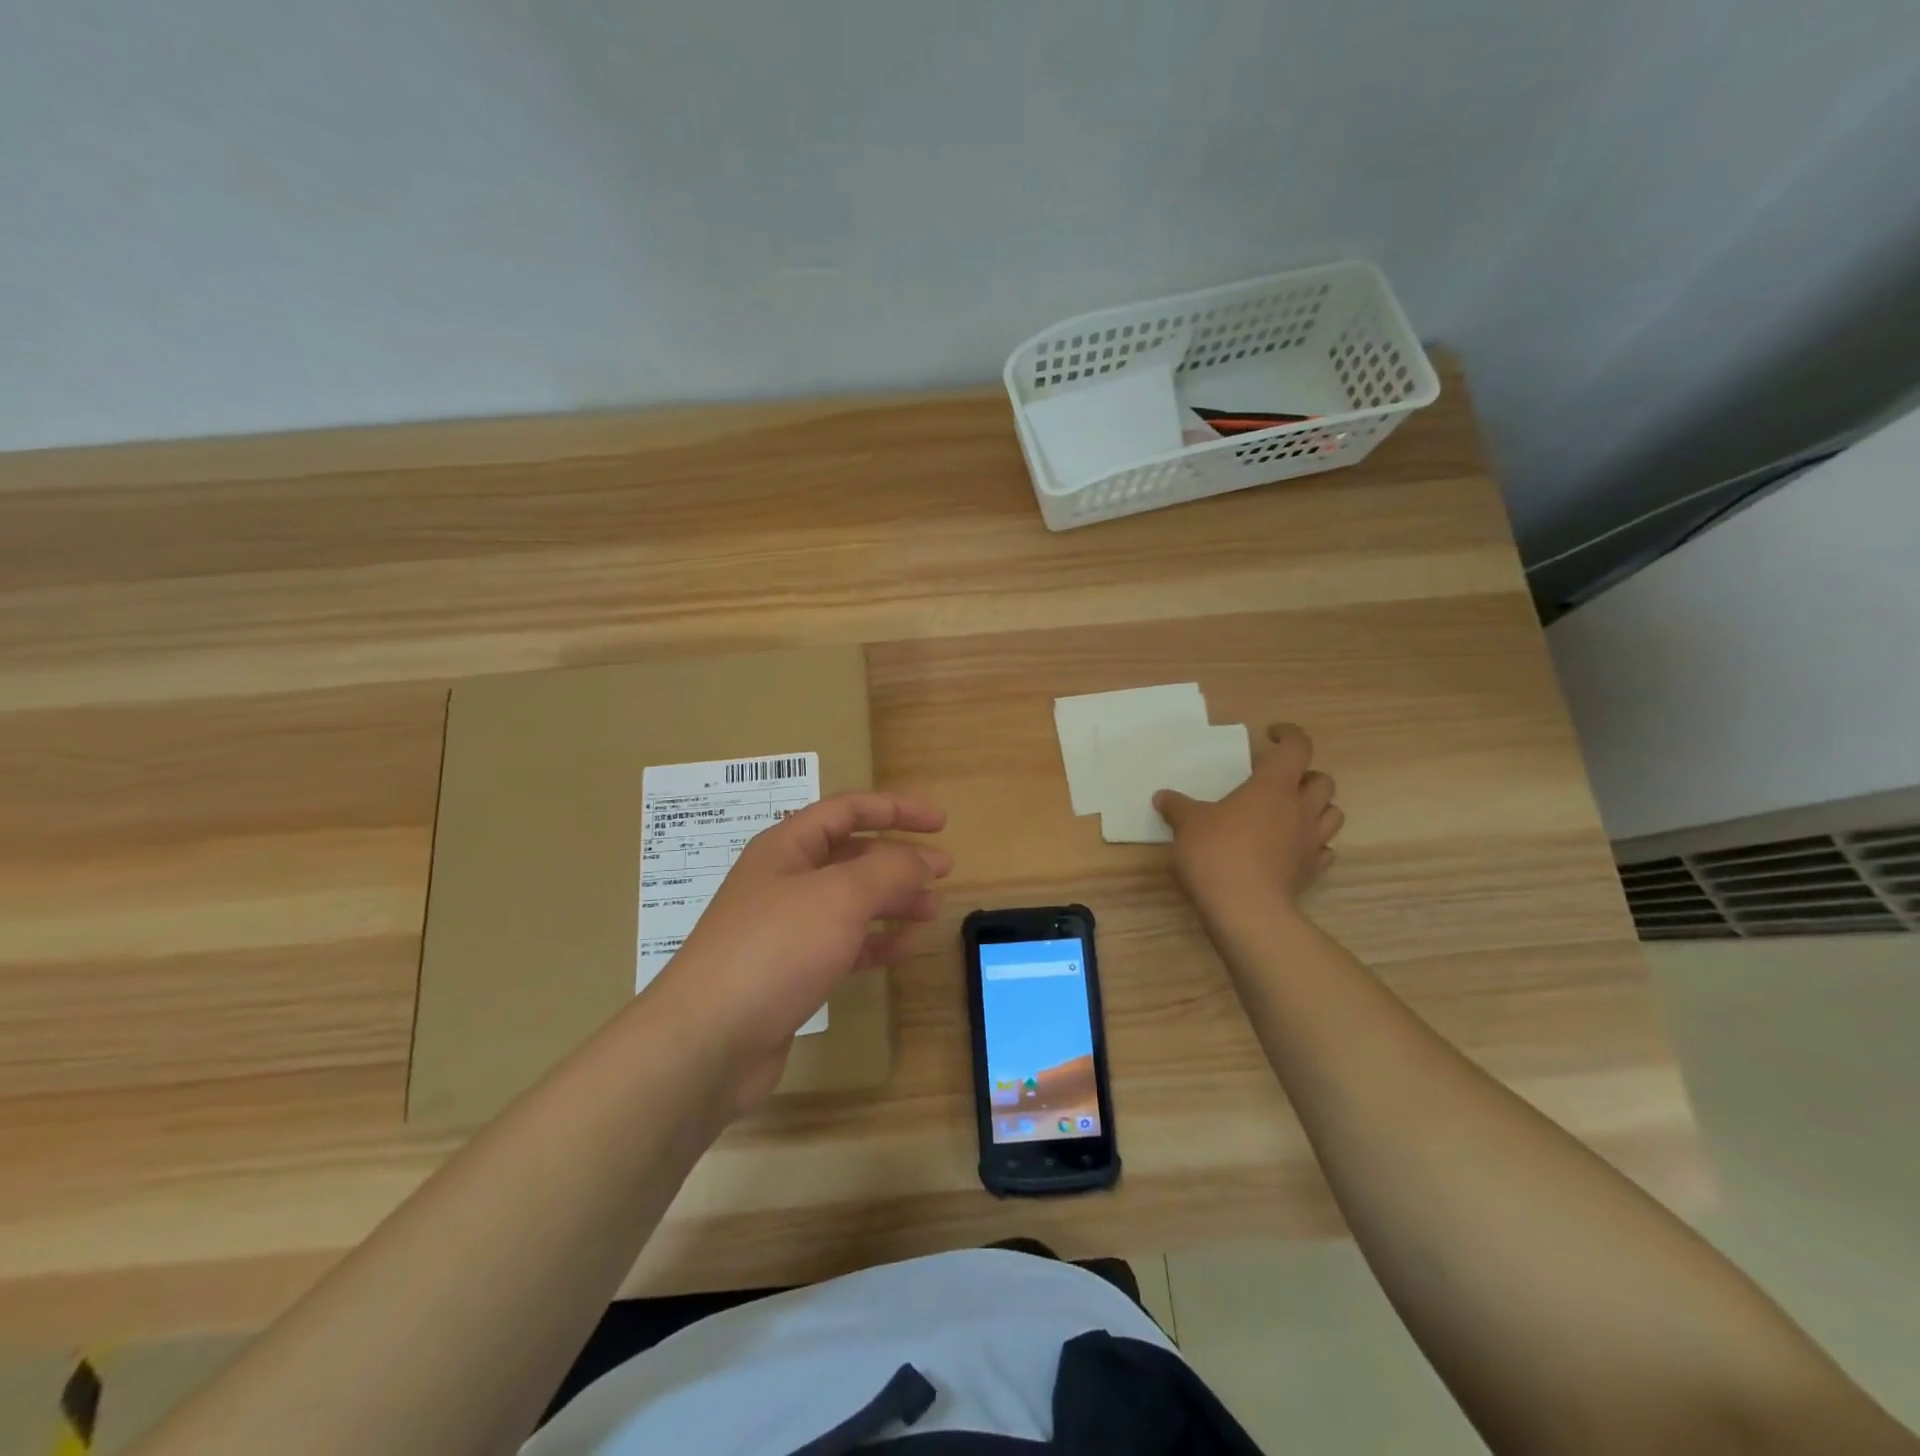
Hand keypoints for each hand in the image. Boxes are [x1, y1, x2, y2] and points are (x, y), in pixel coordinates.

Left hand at [650, 791, 949, 1111]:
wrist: (708, 1039)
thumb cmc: (775, 948)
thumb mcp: (840, 896)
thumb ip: (888, 870)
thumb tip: (921, 860)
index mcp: (788, 846)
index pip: (848, 810)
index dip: (896, 809)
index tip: (940, 823)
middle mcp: (785, 879)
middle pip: (852, 855)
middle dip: (899, 858)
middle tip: (944, 870)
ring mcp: (785, 927)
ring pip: (850, 901)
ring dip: (892, 900)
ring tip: (932, 910)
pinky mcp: (790, 971)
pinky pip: (842, 944)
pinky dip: (874, 941)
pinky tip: (902, 949)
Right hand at [1153, 723, 1342, 922]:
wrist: (1245, 910)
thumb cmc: (1217, 853)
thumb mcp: (1187, 824)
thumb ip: (1177, 807)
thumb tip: (1162, 796)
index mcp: (1273, 786)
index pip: (1298, 747)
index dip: (1289, 735)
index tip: (1270, 735)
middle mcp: (1300, 808)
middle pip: (1323, 781)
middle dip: (1306, 776)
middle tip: (1278, 782)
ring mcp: (1310, 842)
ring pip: (1333, 814)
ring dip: (1317, 808)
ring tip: (1291, 813)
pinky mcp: (1312, 872)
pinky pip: (1324, 851)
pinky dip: (1314, 844)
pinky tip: (1293, 849)